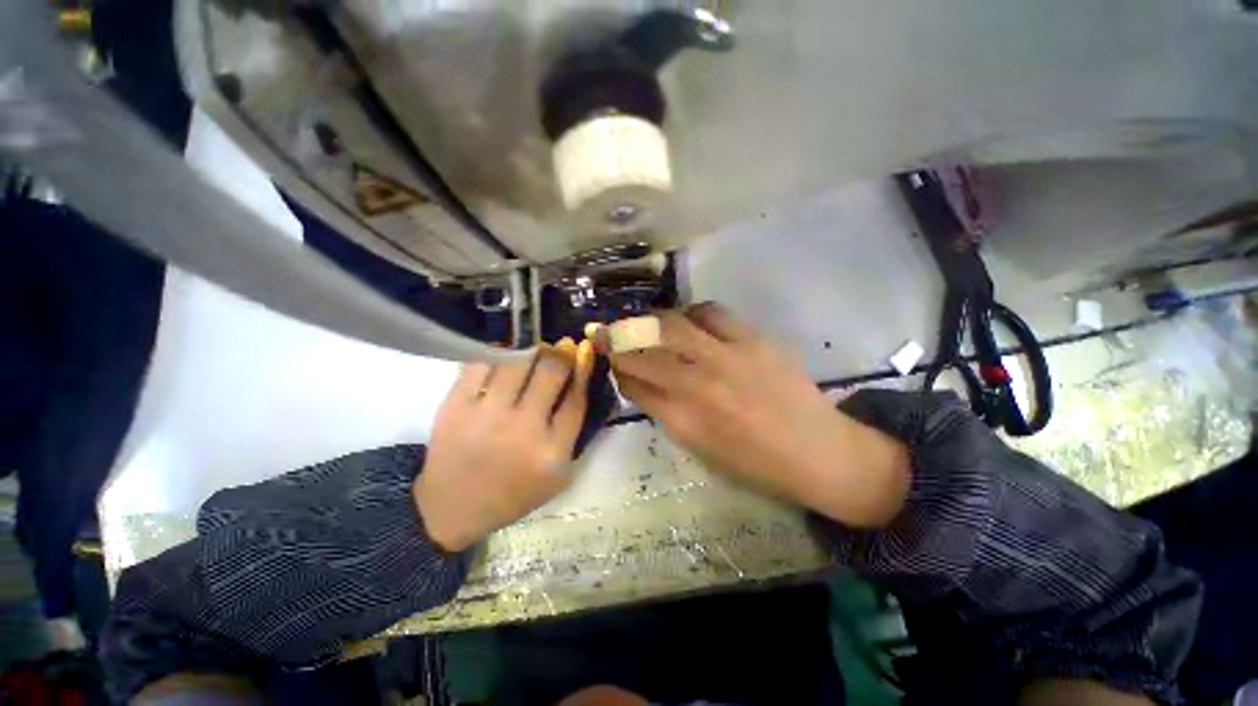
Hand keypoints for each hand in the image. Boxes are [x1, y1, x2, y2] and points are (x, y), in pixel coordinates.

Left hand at [413, 345, 591, 550]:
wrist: (453, 507)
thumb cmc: (514, 491)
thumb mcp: (558, 474)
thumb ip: (572, 431)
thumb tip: (580, 380)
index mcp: (551, 452)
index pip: (576, 398)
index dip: (583, 368)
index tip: (583, 352)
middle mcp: (522, 430)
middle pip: (550, 373)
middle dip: (561, 354)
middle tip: (561, 348)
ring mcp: (486, 416)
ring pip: (517, 362)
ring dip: (531, 350)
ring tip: (534, 350)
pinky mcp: (455, 406)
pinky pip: (480, 364)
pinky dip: (496, 354)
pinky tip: (504, 355)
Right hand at [599, 303, 909, 527]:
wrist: (816, 451)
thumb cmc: (752, 461)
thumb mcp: (698, 445)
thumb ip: (664, 409)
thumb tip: (638, 380)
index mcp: (683, 420)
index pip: (634, 382)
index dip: (615, 365)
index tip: (604, 354)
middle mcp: (699, 384)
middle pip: (644, 349)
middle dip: (616, 338)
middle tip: (604, 330)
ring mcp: (727, 357)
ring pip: (672, 325)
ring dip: (649, 321)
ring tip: (644, 322)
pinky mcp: (753, 339)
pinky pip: (711, 312)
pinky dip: (691, 312)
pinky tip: (687, 319)